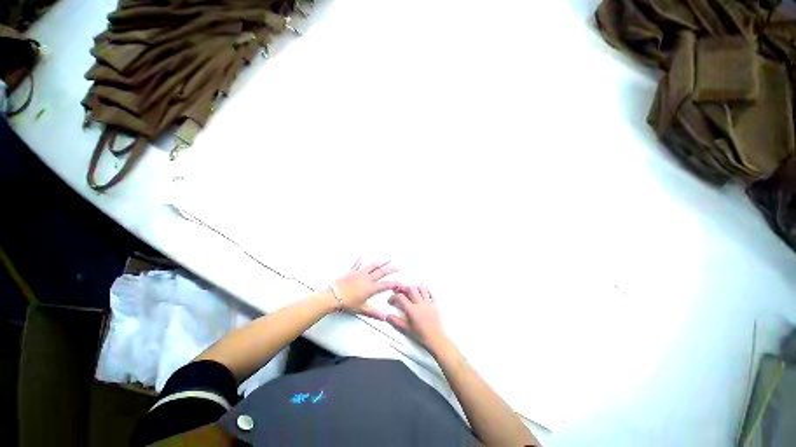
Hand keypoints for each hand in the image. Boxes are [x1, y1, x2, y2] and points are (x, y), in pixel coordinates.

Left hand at [332, 259, 399, 319]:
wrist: (333, 296)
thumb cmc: (347, 303)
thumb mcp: (361, 309)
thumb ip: (373, 313)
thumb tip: (383, 317)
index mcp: (370, 288)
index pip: (385, 285)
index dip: (394, 284)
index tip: (400, 282)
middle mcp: (367, 278)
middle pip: (381, 272)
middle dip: (390, 269)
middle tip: (397, 267)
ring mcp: (359, 273)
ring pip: (372, 266)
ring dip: (380, 262)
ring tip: (387, 259)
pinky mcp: (351, 272)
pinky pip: (356, 264)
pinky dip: (359, 260)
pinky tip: (361, 256)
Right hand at [386, 285, 446, 348]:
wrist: (436, 339)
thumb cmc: (423, 336)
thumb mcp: (407, 329)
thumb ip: (396, 321)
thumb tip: (388, 317)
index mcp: (412, 310)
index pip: (401, 298)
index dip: (393, 297)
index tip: (391, 300)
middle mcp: (420, 304)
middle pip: (411, 289)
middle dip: (403, 288)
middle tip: (399, 290)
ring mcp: (428, 303)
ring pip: (421, 288)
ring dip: (414, 287)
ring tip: (410, 289)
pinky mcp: (434, 304)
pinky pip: (430, 292)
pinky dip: (425, 289)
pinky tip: (422, 291)